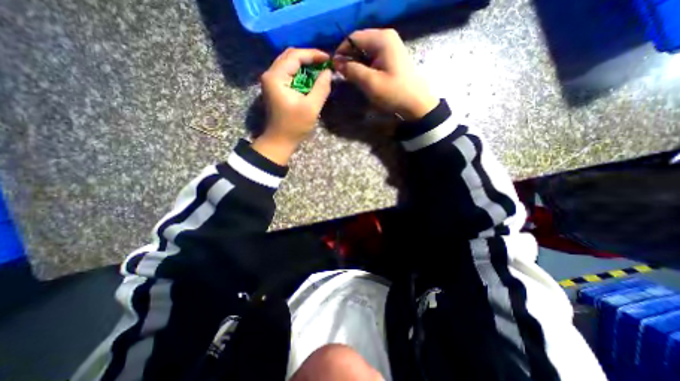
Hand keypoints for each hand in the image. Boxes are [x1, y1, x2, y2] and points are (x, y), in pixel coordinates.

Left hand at [253, 48, 331, 164]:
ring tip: (320, 70)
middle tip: (325, 64)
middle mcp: (270, 74)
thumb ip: (321, 88)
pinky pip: (288, 73)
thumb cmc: (294, 126)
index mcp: (276, 77)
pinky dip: (300, 73)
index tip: (328, 59)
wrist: (279, 140)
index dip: (313, 54)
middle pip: (290, 56)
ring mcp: (271, 81)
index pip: (295, 56)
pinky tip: (311, 79)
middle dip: (309, 58)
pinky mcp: (275, 88)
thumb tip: (328, 72)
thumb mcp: (311, 107)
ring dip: (305, 65)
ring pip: (289, 64)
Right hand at [334, 29, 437, 120]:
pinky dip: (365, 66)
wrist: (416, 104)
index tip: (334, 67)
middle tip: (343, 75)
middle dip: (349, 58)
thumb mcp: (370, 82)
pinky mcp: (392, 57)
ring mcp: (390, 47)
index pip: (353, 38)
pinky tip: (363, 78)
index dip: (341, 51)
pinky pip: (373, 57)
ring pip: (365, 51)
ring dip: (357, 63)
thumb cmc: (393, 93)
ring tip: (352, 78)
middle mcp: (386, 37)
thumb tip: (337, 63)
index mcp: (382, 39)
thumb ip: (352, 70)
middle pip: (360, 43)